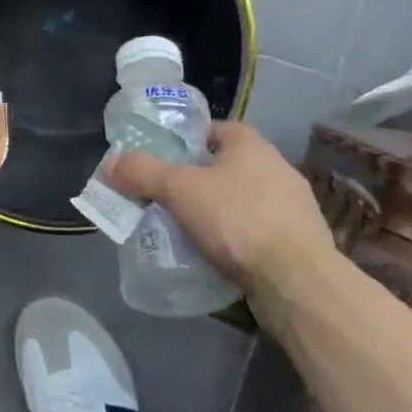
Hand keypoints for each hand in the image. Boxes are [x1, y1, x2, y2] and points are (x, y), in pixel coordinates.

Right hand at [107, 122, 332, 289]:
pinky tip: (219, 255)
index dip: (188, 140)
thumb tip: (111, 164)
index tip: (164, 160)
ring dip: (220, 210)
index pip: (215, 129)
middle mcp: (278, 168)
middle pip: (229, 165)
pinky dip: (238, 238)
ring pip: (245, 199)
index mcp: (252, 145)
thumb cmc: (237, 220)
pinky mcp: (300, 243)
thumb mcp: (178, 191)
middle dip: (200, 179)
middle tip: (169, 196)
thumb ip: (142, 173)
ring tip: (189, 229)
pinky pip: (259, 231)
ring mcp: (294, 207)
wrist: (297, 282)